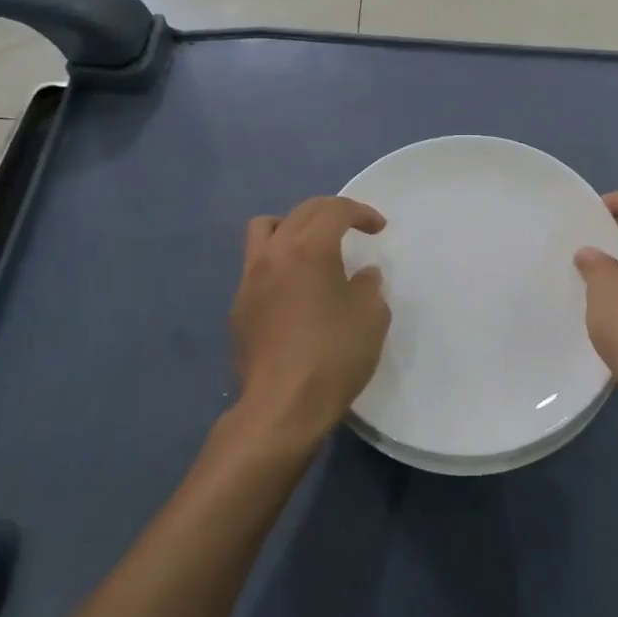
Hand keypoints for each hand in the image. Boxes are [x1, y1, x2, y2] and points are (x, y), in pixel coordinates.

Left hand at [230, 196, 389, 447]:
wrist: (282, 406)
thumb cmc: (334, 355)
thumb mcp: (372, 317)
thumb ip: (368, 286)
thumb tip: (361, 276)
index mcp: (310, 248)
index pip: (335, 210)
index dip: (360, 212)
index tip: (378, 229)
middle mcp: (275, 253)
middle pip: (301, 212)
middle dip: (330, 213)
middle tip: (352, 228)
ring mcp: (250, 278)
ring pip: (264, 229)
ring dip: (291, 226)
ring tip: (311, 247)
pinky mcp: (238, 306)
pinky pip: (256, 264)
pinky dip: (278, 260)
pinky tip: (294, 288)